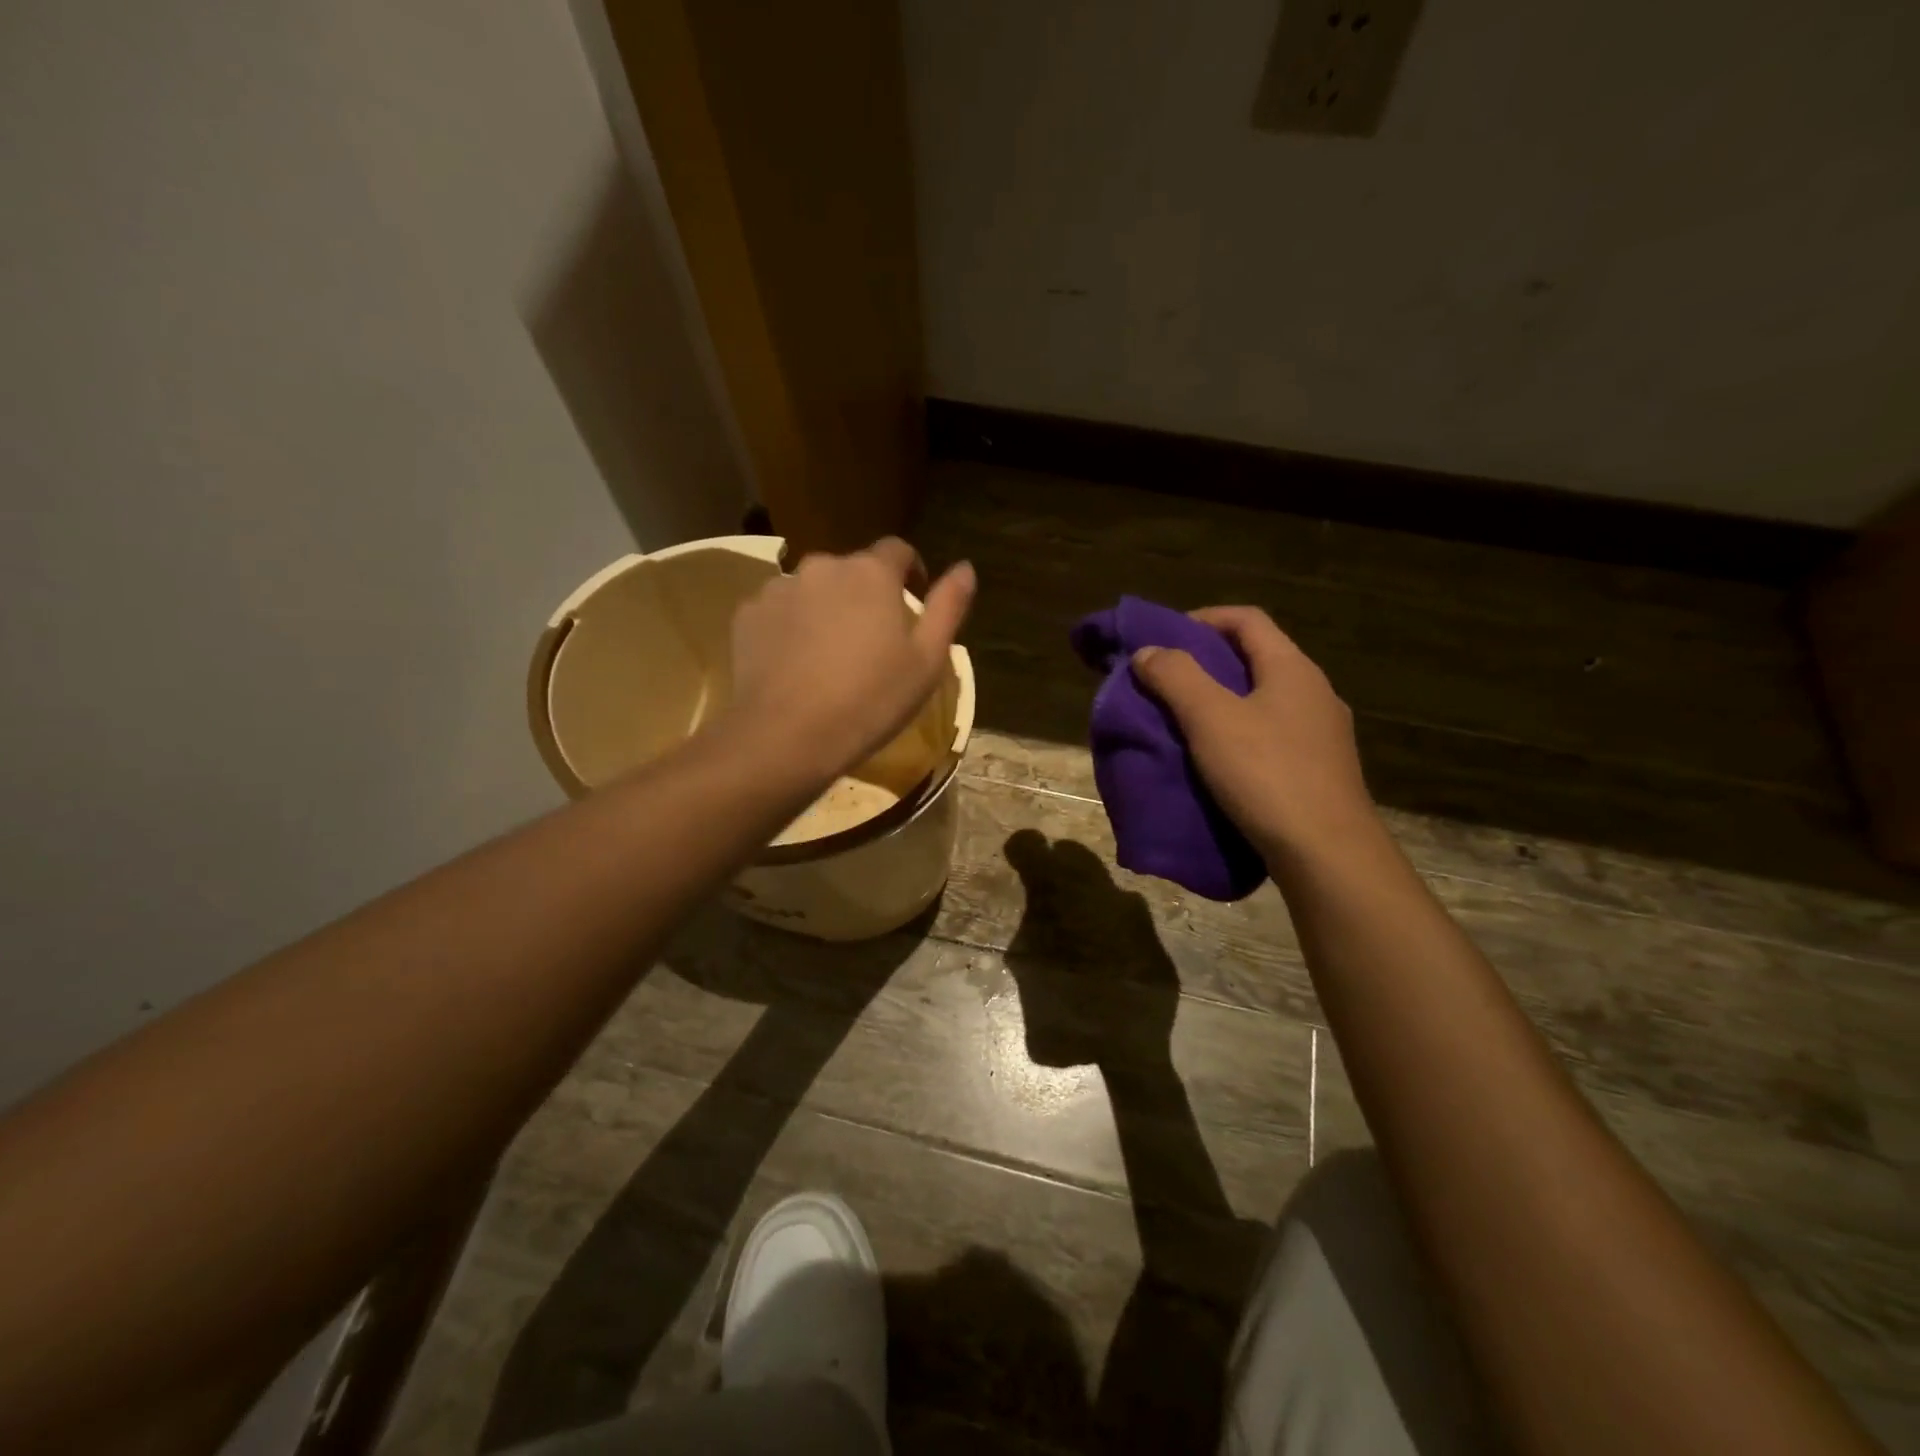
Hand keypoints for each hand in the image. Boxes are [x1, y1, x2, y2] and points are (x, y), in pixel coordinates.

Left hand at [725, 538, 975, 781]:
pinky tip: (795, 664)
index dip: (910, 573)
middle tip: (871, 641)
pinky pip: (779, 611)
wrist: (787, 736)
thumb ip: (948, 606)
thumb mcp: (927, 660)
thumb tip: (965, 567)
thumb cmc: (871, 700)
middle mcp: (823, 566)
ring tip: (829, 656)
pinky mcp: (748, 614)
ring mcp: (779, 588)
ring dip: (826, 609)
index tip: (913, 603)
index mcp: (872, 573)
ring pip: (813, 589)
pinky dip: (791, 627)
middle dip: (865, 595)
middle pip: (852, 571)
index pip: (898, 550)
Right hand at [1131, 607, 1375, 860]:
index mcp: (1292, 668)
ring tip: (1183, 721)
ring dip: (1222, 701)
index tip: (1164, 637)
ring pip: (1263, 700)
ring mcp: (1322, 734)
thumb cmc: (1267, 774)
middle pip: (1256, 658)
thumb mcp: (1210, 719)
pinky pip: (1271, 735)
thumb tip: (1148, 651)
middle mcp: (1314, 692)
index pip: (1246, 619)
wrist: (1327, 853)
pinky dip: (1238, 734)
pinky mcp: (1319, 770)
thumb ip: (1176, 677)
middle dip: (1207, 663)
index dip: (1202, 618)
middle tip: (1165, 681)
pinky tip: (1217, 761)